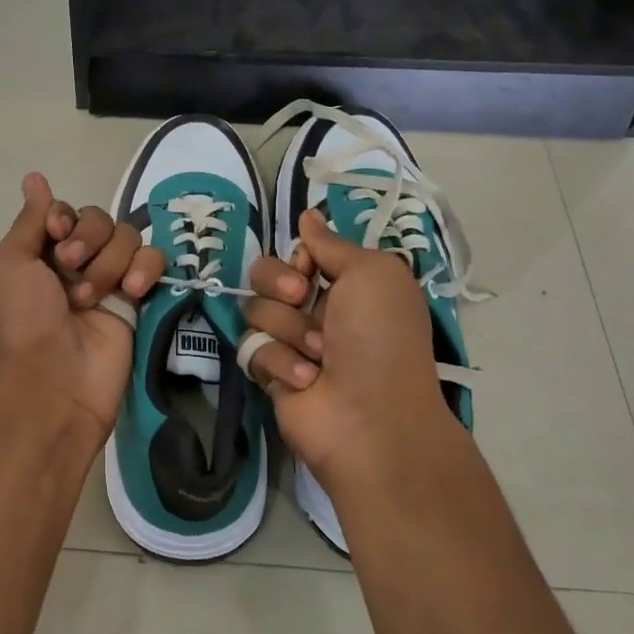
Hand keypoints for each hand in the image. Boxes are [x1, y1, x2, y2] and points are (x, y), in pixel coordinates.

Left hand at [0, 173, 165, 437]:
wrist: (54, 378)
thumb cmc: (22, 319)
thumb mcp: (8, 264)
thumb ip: (29, 220)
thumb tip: (34, 178)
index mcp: (39, 253)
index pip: (64, 211)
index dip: (63, 216)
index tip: (56, 232)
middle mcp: (74, 263)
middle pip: (98, 218)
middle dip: (86, 238)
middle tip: (69, 268)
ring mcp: (108, 280)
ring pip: (126, 237)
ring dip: (108, 261)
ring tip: (92, 297)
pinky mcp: (138, 299)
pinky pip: (153, 261)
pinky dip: (145, 268)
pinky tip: (131, 291)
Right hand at [243, 209, 466, 498]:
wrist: (371, 418)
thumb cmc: (381, 337)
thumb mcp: (372, 273)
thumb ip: (332, 243)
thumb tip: (309, 215)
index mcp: (347, 285)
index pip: (299, 253)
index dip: (299, 257)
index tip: (309, 267)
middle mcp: (319, 309)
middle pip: (266, 275)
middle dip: (278, 283)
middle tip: (299, 298)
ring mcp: (293, 342)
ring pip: (256, 310)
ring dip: (288, 328)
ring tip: (318, 354)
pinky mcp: (271, 373)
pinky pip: (253, 348)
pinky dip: (280, 361)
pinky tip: (306, 380)